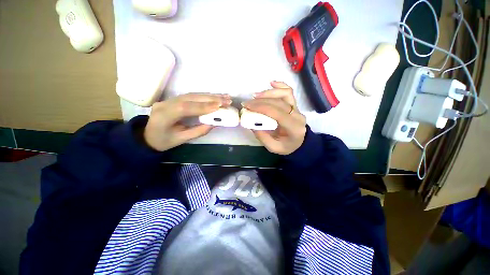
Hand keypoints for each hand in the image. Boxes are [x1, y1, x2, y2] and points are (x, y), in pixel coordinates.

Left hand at [144, 93, 230, 151]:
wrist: (147, 136)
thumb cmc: (163, 141)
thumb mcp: (181, 139)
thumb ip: (199, 131)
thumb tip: (215, 123)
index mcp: (164, 115)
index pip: (185, 108)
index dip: (203, 106)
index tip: (219, 106)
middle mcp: (166, 103)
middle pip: (191, 97)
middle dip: (211, 98)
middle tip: (227, 100)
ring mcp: (170, 99)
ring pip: (193, 94)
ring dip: (210, 95)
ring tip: (225, 97)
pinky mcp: (175, 99)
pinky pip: (192, 96)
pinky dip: (205, 95)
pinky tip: (215, 96)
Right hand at [243, 81, 306, 154]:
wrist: (300, 143)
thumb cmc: (287, 146)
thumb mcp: (273, 147)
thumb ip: (262, 137)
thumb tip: (251, 124)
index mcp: (293, 127)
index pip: (276, 112)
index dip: (261, 107)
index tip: (247, 106)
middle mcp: (297, 115)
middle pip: (278, 102)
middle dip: (260, 101)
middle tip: (247, 103)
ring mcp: (297, 108)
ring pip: (285, 94)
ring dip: (268, 93)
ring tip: (255, 95)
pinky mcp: (295, 105)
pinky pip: (289, 93)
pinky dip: (280, 86)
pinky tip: (271, 83)